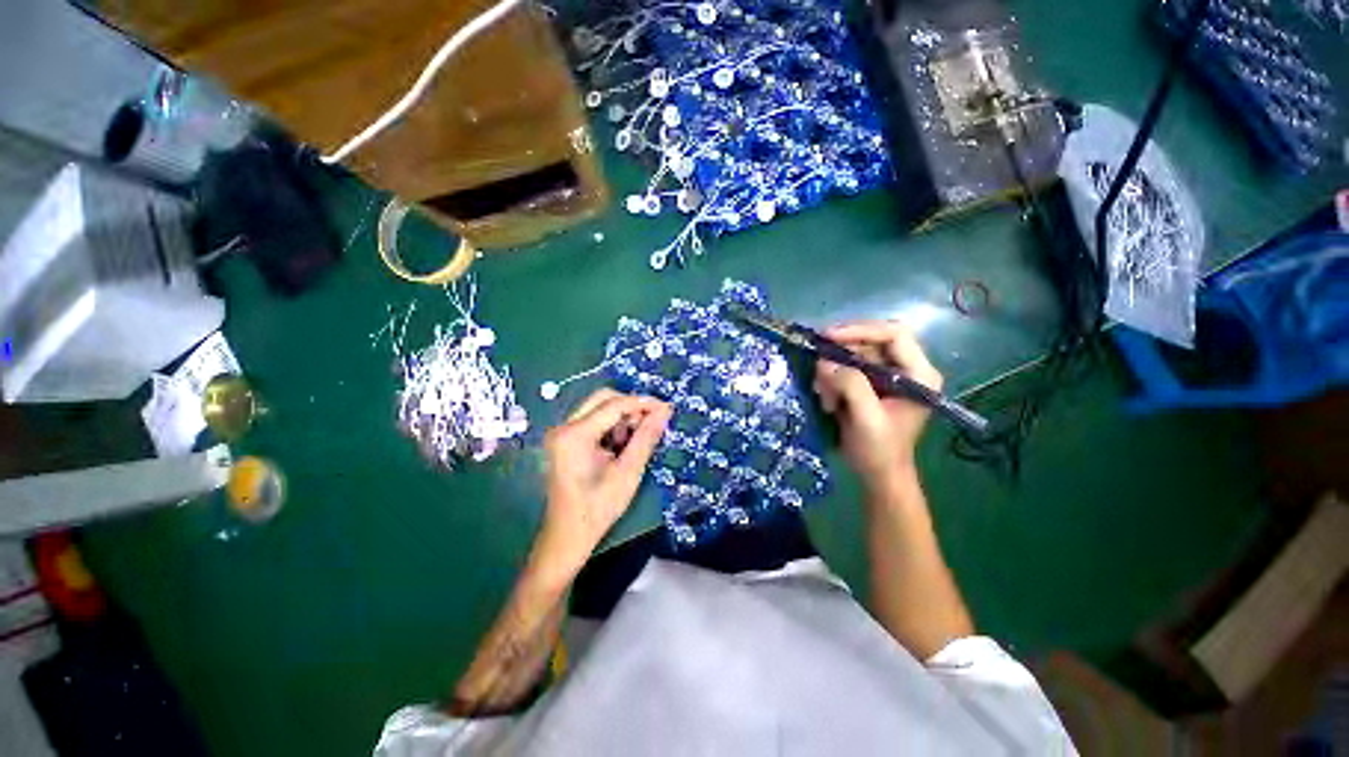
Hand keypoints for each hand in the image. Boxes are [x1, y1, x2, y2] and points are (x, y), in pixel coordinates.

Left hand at [538, 389, 671, 572]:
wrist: (568, 536)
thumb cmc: (598, 508)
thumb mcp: (628, 472)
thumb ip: (646, 437)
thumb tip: (665, 411)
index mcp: (574, 435)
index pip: (614, 405)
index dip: (643, 403)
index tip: (666, 408)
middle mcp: (563, 426)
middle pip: (603, 399)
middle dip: (631, 407)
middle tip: (652, 423)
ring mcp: (562, 432)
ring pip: (599, 408)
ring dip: (621, 418)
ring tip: (634, 442)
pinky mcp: (565, 439)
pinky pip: (593, 420)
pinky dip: (611, 427)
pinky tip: (620, 447)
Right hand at [812, 321, 942, 491]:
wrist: (877, 475)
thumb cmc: (880, 450)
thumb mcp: (867, 419)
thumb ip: (851, 386)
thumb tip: (825, 362)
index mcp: (919, 374)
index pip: (894, 334)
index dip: (860, 330)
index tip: (828, 337)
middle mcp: (905, 369)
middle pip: (870, 342)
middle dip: (841, 355)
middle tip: (817, 368)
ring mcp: (886, 377)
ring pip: (853, 356)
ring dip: (833, 372)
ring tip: (824, 395)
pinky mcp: (869, 385)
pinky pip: (845, 370)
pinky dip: (831, 380)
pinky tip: (827, 400)